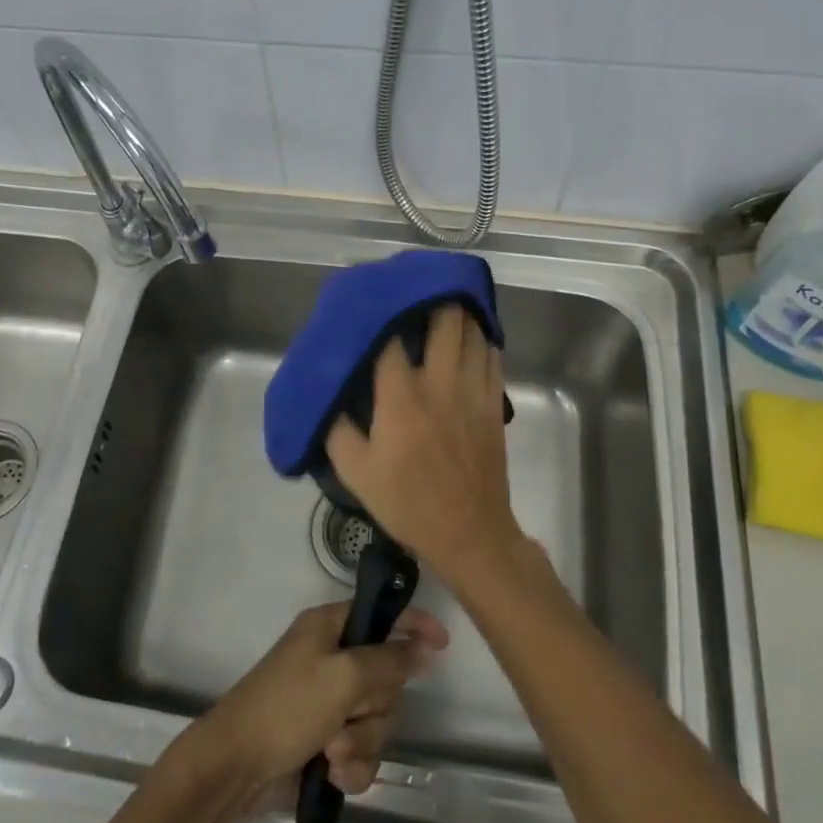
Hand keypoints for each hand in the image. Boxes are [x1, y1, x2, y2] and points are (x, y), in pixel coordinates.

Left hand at [186, 601, 447, 799]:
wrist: (235, 769)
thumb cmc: (287, 708)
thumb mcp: (343, 678)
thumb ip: (388, 661)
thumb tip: (424, 647)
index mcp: (329, 628)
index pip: (381, 615)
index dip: (413, 624)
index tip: (443, 643)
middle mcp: (332, 659)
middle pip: (386, 678)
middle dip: (375, 708)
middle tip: (349, 717)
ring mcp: (329, 702)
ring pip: (378, 719)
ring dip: (361, 742)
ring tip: (332, 753)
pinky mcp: (326, 741)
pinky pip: (363, 751)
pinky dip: (352, 766)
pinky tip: (333, 776)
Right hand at [324, 305, 521, 581]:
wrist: (469, 533)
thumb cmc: (407, 503)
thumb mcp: (355, 472)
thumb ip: (336, 430)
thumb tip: (328, 398)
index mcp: (401, 396)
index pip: (391, 338)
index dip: (381, 313)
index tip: (371, 300)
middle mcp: (439, 382)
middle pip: (444, 320)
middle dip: (431, 297)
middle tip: (415, 289)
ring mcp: (472, 390)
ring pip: (472, 333)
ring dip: (459, 313)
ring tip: (445, 301)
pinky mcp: (494, 404)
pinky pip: (492, 357)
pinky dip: (483, 339)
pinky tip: (472, 336)